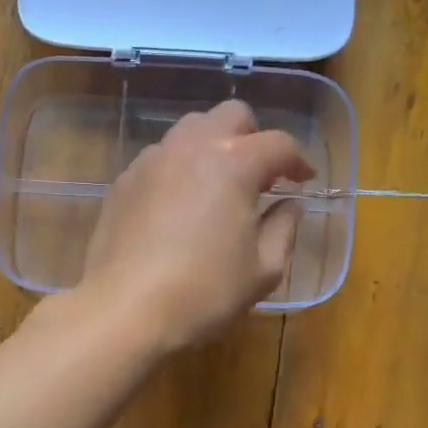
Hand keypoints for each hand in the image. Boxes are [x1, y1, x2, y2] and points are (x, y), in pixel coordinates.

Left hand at [75, 100, 314, 351]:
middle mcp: (191, 147)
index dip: (298, 160)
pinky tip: (180, 204)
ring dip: (213, 147)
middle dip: (253, 137)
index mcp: (234, 162)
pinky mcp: (123, 181)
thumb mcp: (262, 270)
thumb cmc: (203, 293)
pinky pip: (160, 158)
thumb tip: (290, 205)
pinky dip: (180, 168)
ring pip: (190, 130)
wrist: (124, 311)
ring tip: (219, 185)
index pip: (278, 144)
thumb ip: (283, 228)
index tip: (304, 180)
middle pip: (230, 116)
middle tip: (261, 175)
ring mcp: (151, 161)